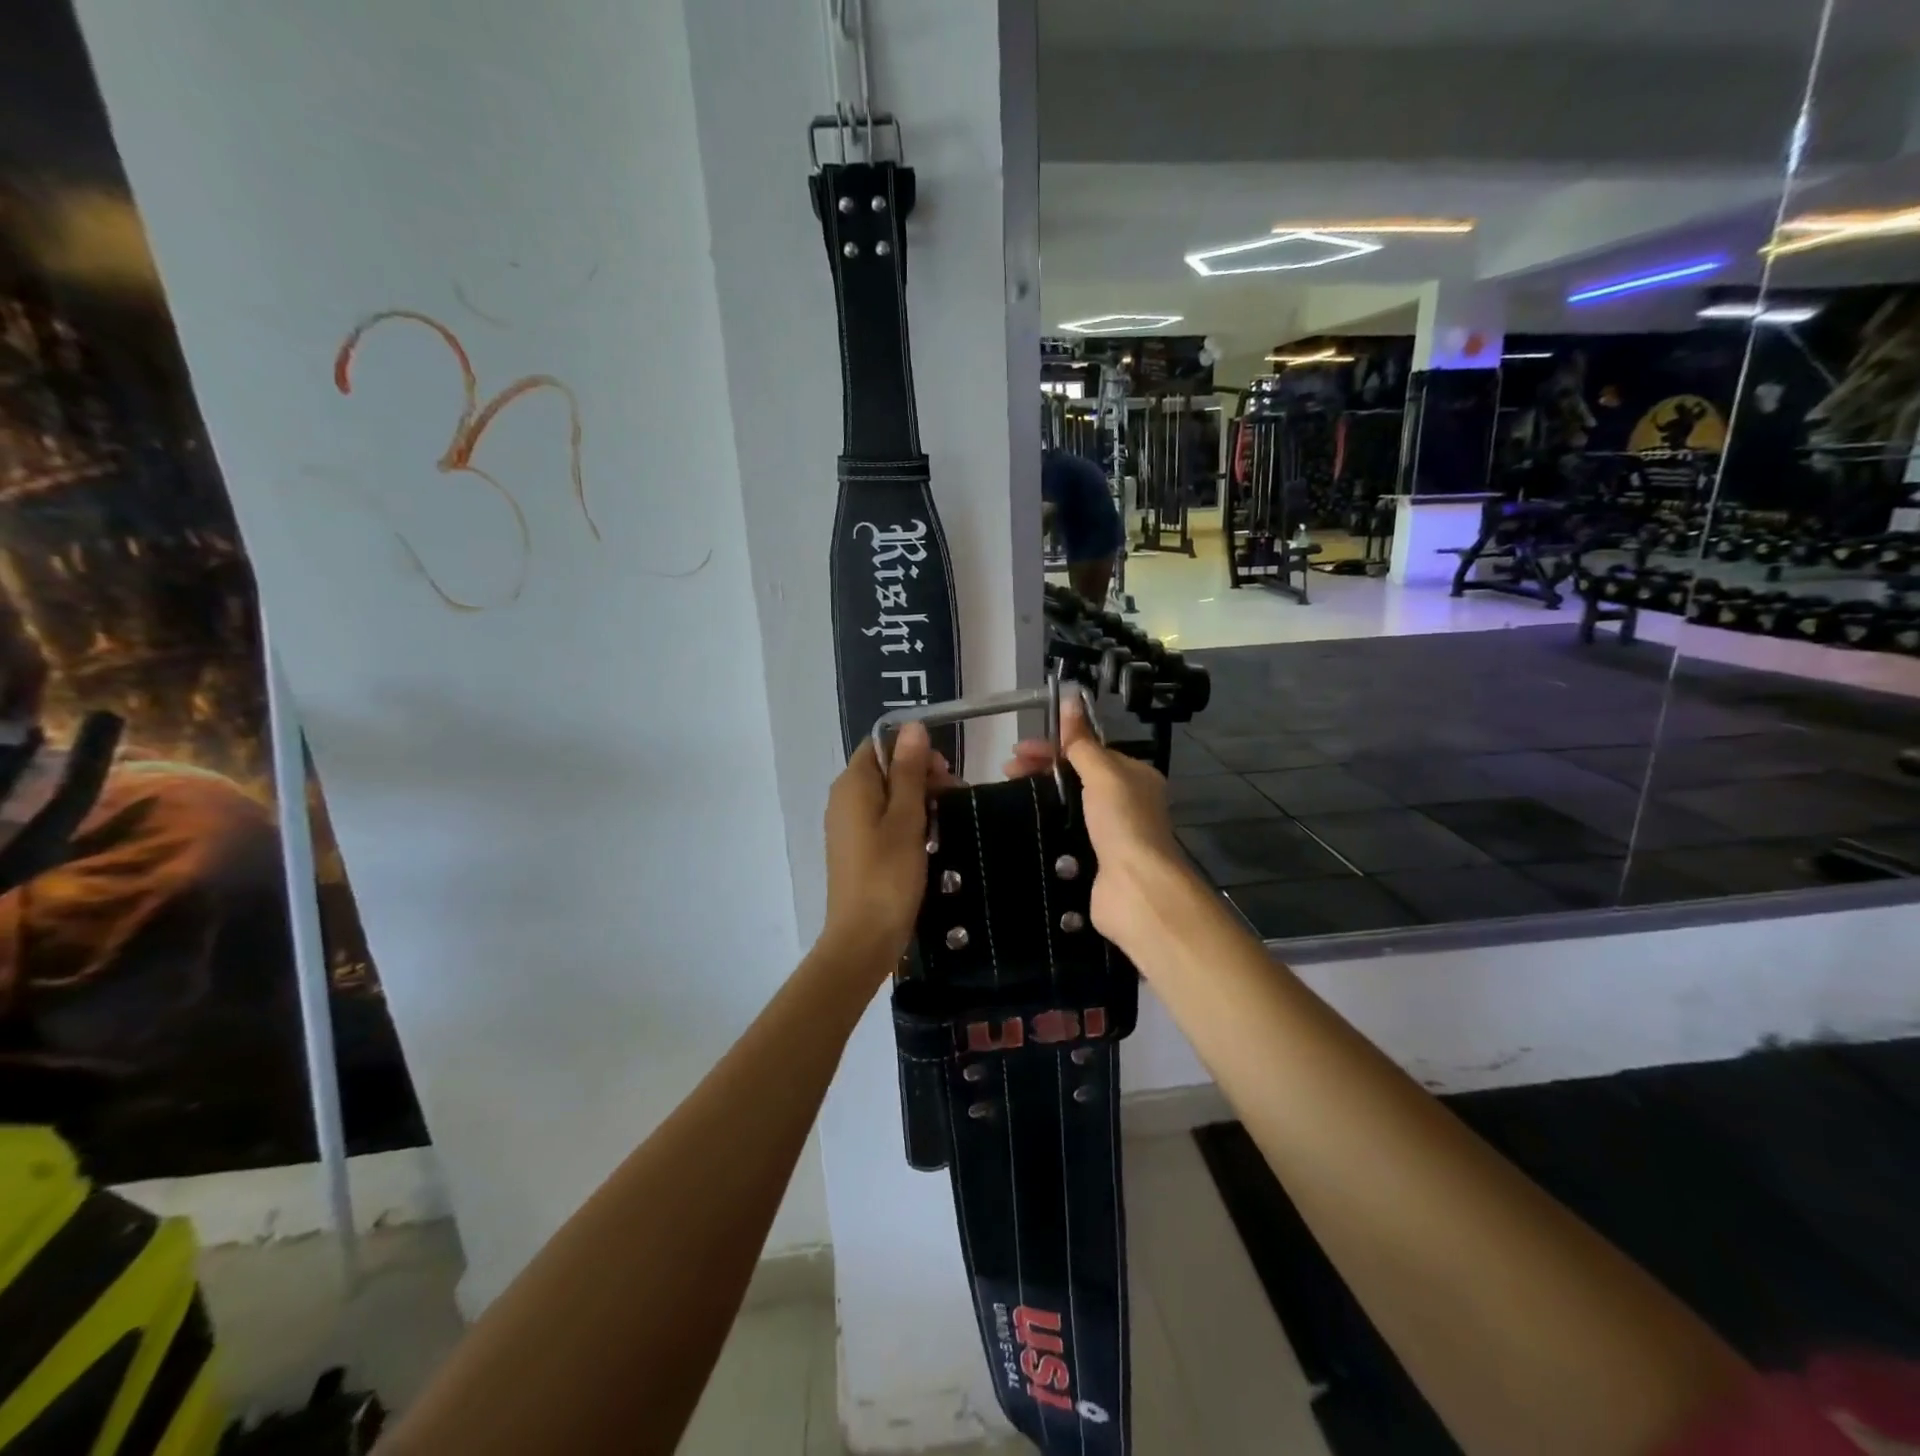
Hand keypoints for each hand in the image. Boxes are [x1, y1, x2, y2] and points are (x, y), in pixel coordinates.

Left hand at [821, 723, 954, 968]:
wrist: (863, 938)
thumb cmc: (888, 874)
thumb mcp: (906, 818)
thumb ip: (909, 770)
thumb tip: (913, 726)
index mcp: (852, 784)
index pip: (880, 745)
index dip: (912, 751)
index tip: (943, 772)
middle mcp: (843, 799)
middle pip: (884, 769)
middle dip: (920, 775)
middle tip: (952, 796)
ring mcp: (848, 825)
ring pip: (886, 796)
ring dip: (917, 800)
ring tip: (946, 818)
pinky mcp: (856, 848)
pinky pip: (882, 820)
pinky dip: (905, 821)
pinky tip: (929, 838)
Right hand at [1004, 697, 1192, 953]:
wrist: (1136, 889)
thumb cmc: (1122, 823)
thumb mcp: (1104, 773)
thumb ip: (1082, 741)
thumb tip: (1070, 698)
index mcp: (1133, 775)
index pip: (1087, 750)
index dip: (1053, 746)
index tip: (1017, 750)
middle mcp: (1125, 801)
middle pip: (1076, 776)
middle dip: (1042, 769)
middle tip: (1007, 771)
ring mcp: (1109, 833)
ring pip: (1068, 805)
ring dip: (1040, 796)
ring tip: (1009, 794)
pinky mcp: (1092, 860)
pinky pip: (1064, 833)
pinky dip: (1045, 826)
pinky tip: (1023, 824)